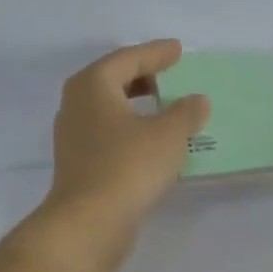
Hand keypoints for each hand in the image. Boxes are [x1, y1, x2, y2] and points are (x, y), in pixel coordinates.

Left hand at [23, 40, 209, 271]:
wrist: (90, 221)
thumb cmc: (129, 166)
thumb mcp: (169, 134)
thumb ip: (187, 112)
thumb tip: (197, 100)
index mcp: (93, 85)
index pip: (128, 59)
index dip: (156, 53)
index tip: (178, 50)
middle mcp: (77, 104)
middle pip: (113, 80)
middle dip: (143, 77)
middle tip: (171, 75)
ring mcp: (75, 136)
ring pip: (110, 109)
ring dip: (138, 105)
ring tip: (166, 108)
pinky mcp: (81, 164)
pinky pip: (111, 133)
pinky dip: (132, 129)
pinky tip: (153, 141)